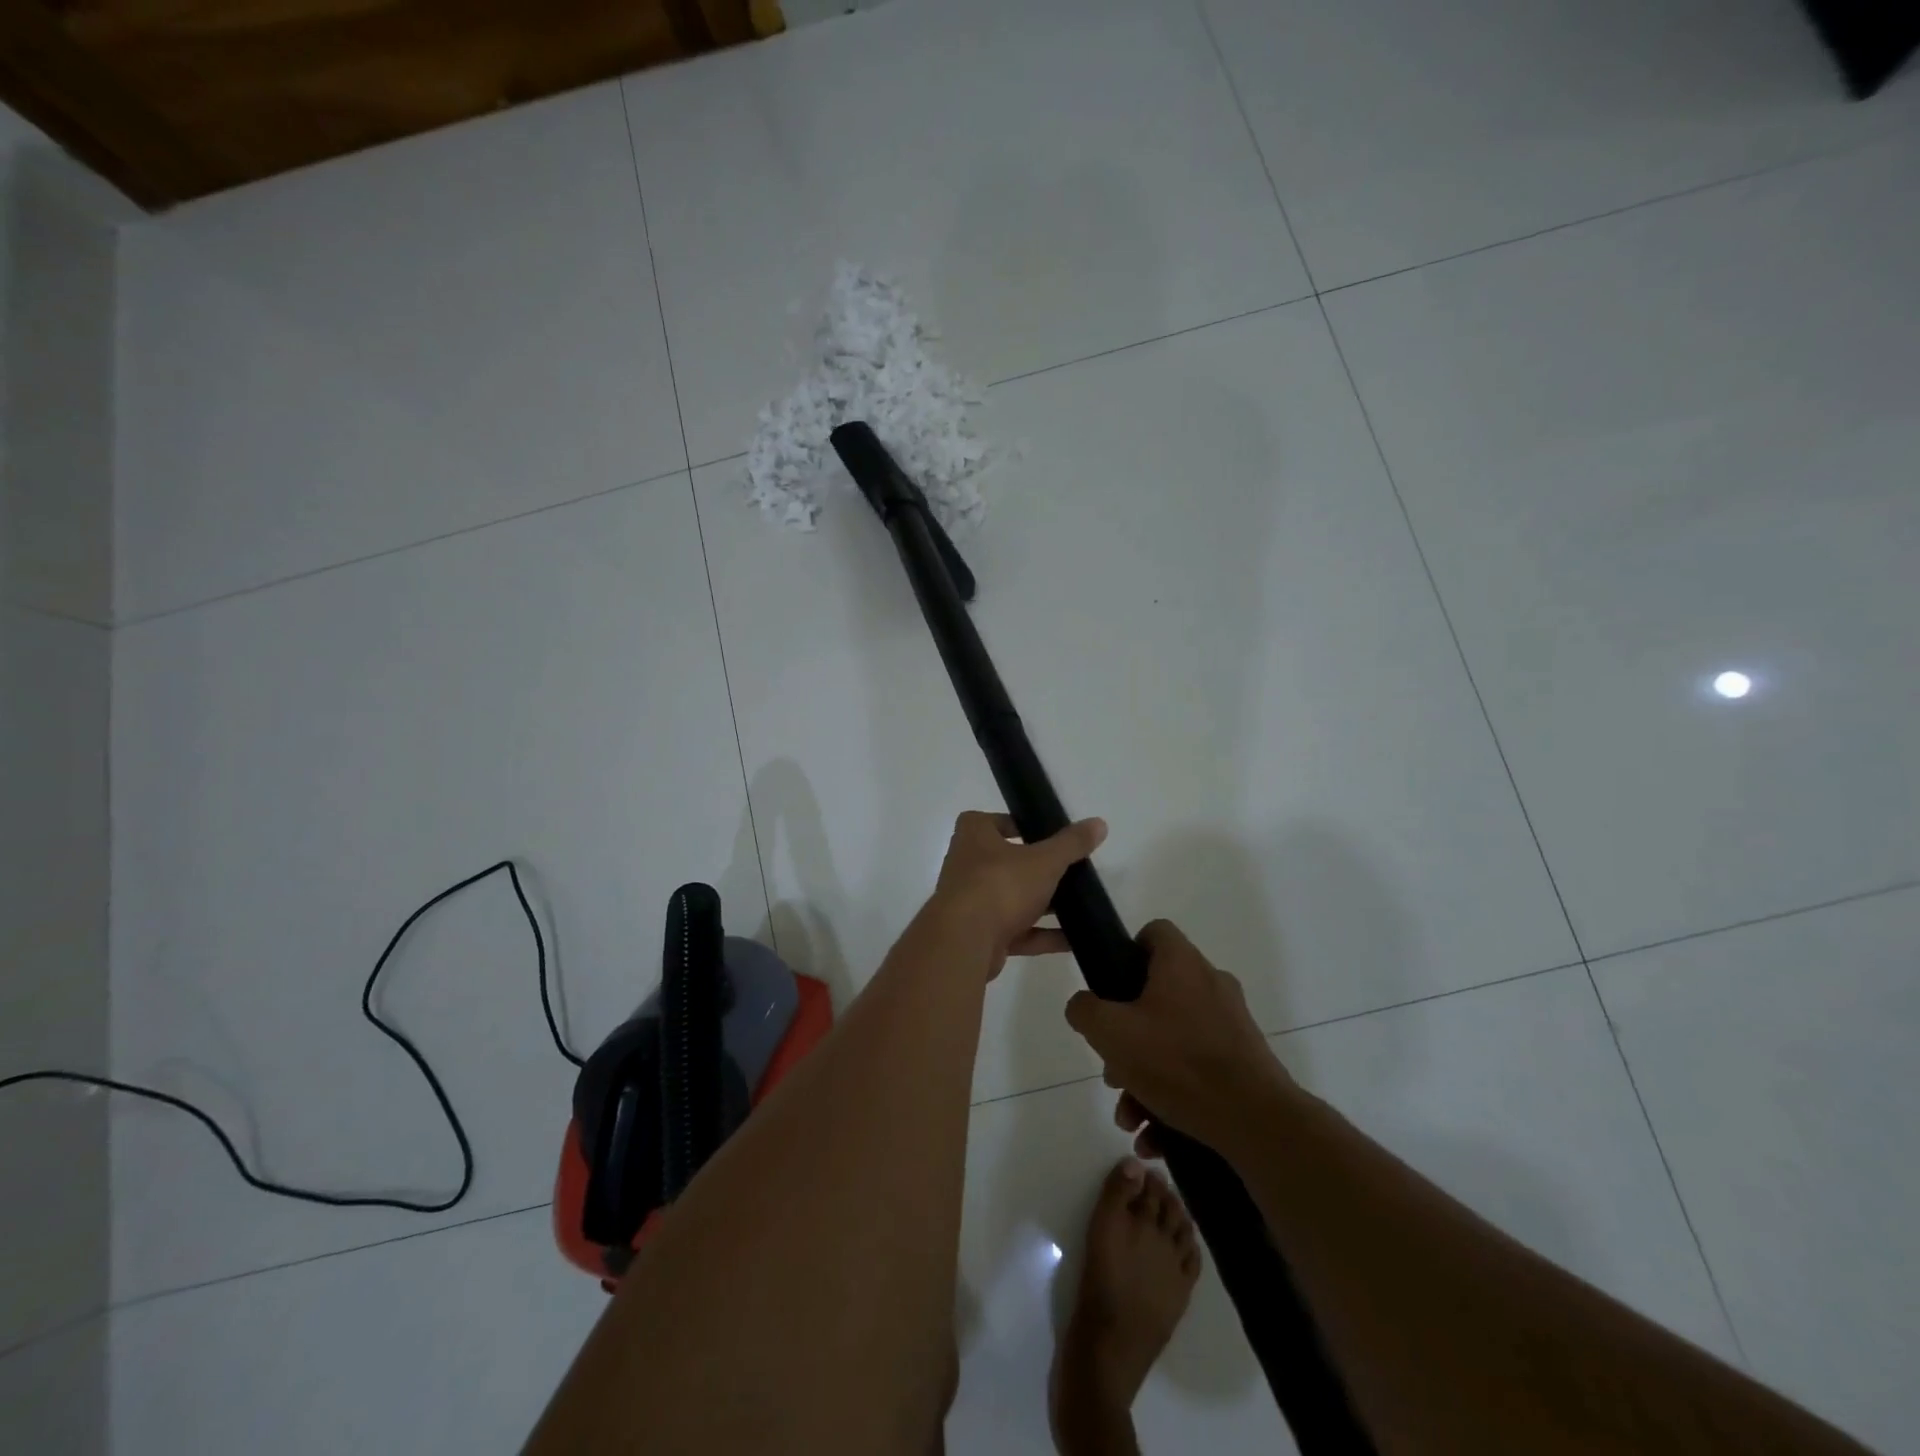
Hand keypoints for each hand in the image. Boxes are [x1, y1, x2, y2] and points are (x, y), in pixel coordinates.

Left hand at [927, 811, 1106, 979]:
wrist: (965, 941)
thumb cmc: (1001, 885)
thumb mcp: (1044, 860)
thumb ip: (1071, 844)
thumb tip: (1099, 823)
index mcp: (974, 836)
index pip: (990, 821)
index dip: (1014, 824)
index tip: (1043, 834)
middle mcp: (967, 865)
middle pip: (1005, 862)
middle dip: (1035, 868)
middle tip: (1069, 870)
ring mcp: (972, 903)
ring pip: (1012, 899)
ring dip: (1042, 905)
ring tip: (1078, 906)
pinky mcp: (981, 936)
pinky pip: (1017, 931)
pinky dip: (1042, 935)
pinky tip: (1073, 940)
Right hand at [1065, 920, 1292, 1155]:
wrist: (1256, 1122)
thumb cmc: (1177, 1062)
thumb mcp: (1110, 1032)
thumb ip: (1085, 1010)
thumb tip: (1084, 1005)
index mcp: (1182, 964)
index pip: (1154, 932)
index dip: (1127, 951)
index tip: (1111, 987)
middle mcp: (1211, 984)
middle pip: (1157, 996)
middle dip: (1127, 1038)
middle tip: (1113, 1071)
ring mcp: (1231, 1024)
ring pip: (1174, 1041)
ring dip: (1144, 1078)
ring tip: (1131, 1117)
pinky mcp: (1244, 1061)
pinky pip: (1196, 1070)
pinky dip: (1172, 1098)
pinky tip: (1155, 1137)